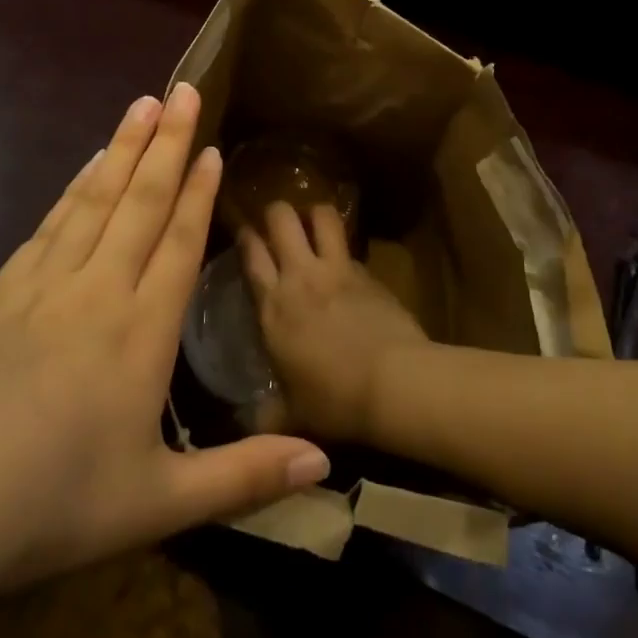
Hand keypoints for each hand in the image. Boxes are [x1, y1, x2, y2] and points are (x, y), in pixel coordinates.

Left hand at [0, 86, 331, 630]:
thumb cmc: (51, 509)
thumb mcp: (160, 503)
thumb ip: (246, 476)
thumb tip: (327, 458)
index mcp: (140, 333)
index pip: (178, 243)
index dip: (198, 192)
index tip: (213, 146)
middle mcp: (95, 292)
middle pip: (138, 202)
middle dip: (166, 143)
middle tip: (183, 90)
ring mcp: (40, 287)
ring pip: (92, 200)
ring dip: (121, 149)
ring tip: (141, 105)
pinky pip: (48, 225)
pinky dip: (73, 188)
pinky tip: (84, 168)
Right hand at [240, 202, 429, 442]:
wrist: (394, 384)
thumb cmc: (334, 400)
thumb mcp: (290, 415)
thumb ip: (265, 415)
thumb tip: (246, 426)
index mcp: (273, 305)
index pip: (251, 253)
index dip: (245, 235)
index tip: (243, 229)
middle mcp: (301, 276)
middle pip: (282, 218)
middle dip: (277, 211)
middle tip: (277, 220)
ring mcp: (338, 269)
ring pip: (322, 216)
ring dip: (314, 213)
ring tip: (311, 222)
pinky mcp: (369, 273)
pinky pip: (350, 247)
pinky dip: (343, 248)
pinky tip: (344, 263)